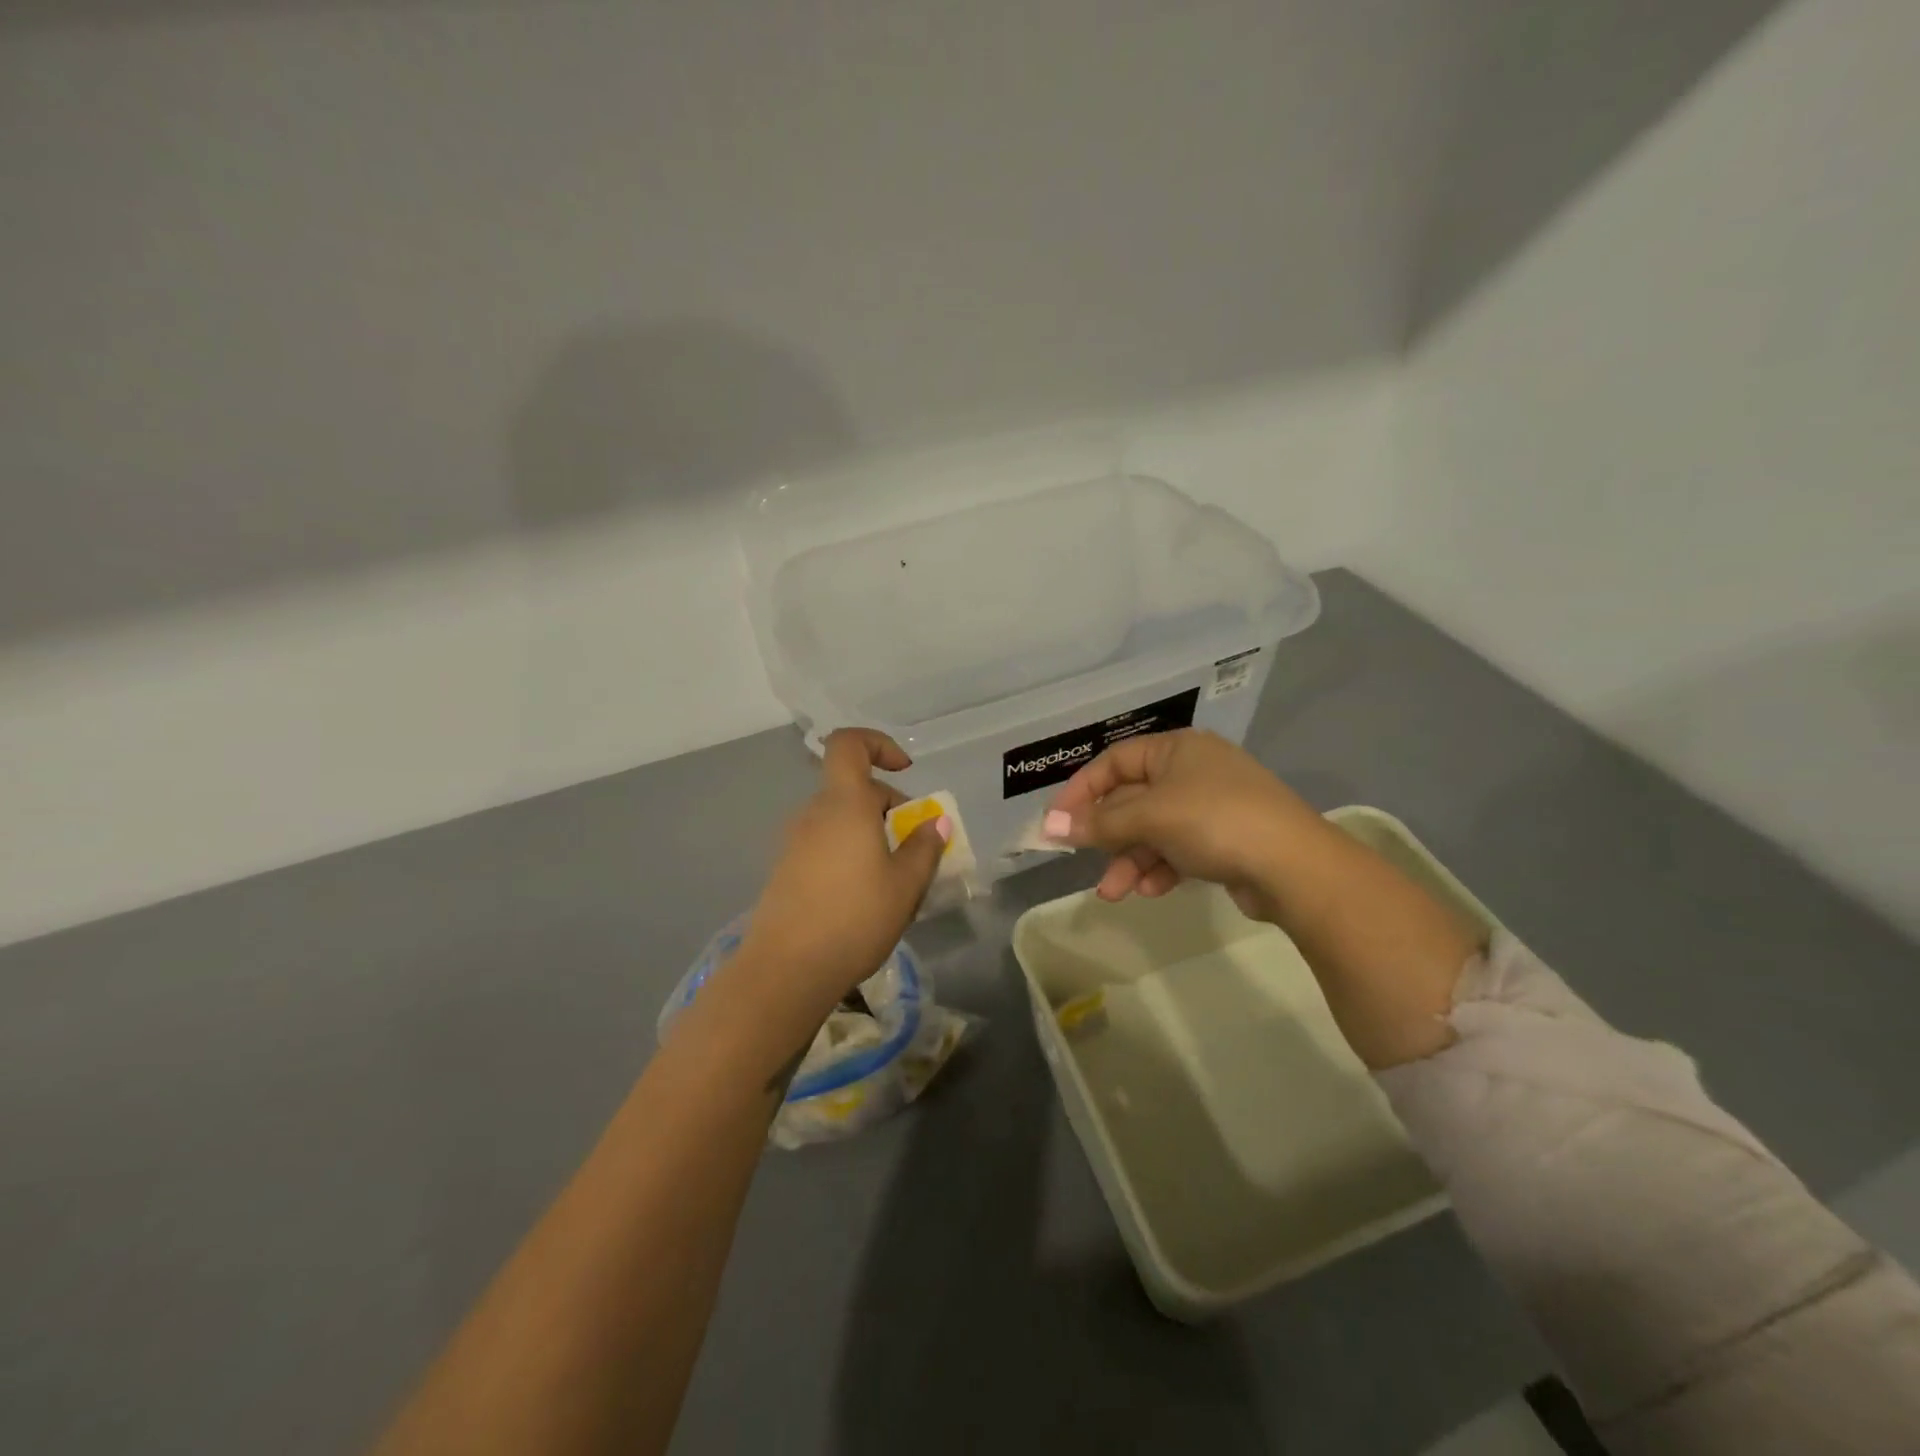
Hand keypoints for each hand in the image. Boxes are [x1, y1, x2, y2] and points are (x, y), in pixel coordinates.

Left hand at [736, 729, 948, 1009]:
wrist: (786, 970)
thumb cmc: (855, 918)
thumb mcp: (906, 885)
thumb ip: (924, 847)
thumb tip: (936, 820)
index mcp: (844, 804)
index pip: (849, 744)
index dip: (878, 744)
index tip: (905, 772)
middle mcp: (814, 813)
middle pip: (852, 788)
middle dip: (888, 805)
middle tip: (913, 846)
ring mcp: (794, 842)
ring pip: (840, 819)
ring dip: (869, 833)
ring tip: (892, 878)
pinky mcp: (785, 870)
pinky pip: (824, 843)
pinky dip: (848, 852)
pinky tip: (862, 896)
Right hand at [1043, 729, 1319, 916]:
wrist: (1295, 866)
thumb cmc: (1214, 821)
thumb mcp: (1150, 817)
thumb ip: (1099, 822)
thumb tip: (1050, 826)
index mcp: (1176, 749)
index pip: (1114, 762)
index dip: (1081, 791)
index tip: (1057, 823)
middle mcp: (1193, 771)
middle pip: (1132, 799)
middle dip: (1107, 835)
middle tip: (1080, 859)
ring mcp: (1211, 806)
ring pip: (1153, 829)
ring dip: (1130, 860)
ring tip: (1114, 893)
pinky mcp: (1225, 839)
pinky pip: (1178, 849)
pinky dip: (1160, 868)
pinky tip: (1151, 891)